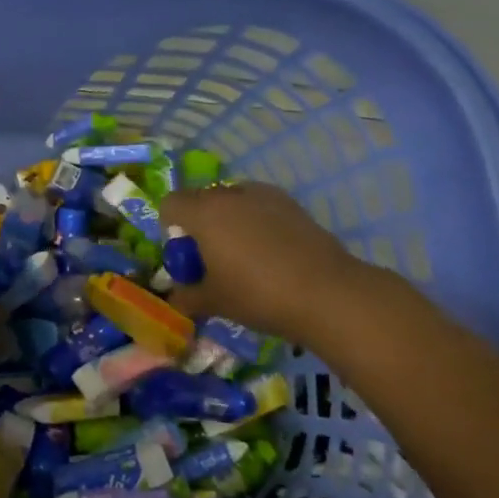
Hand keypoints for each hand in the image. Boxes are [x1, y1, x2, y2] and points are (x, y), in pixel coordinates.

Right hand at [159, 183, 374, 344]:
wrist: (328, 294)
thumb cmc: (259, 295)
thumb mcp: (214, 302)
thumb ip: (187, 297)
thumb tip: (175, 299)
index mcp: (203, 213)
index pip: (170, 204)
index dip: (170, 227)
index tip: (185, 255)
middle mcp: (229, 195)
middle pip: (201, 199)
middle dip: (200, 222)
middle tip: (212, 256)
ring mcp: (264, 196)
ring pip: (233, 200)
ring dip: (229, 219)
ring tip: (244, 253)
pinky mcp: (292, 204)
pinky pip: (260, 206)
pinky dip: (257, 221)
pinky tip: (272, 251)